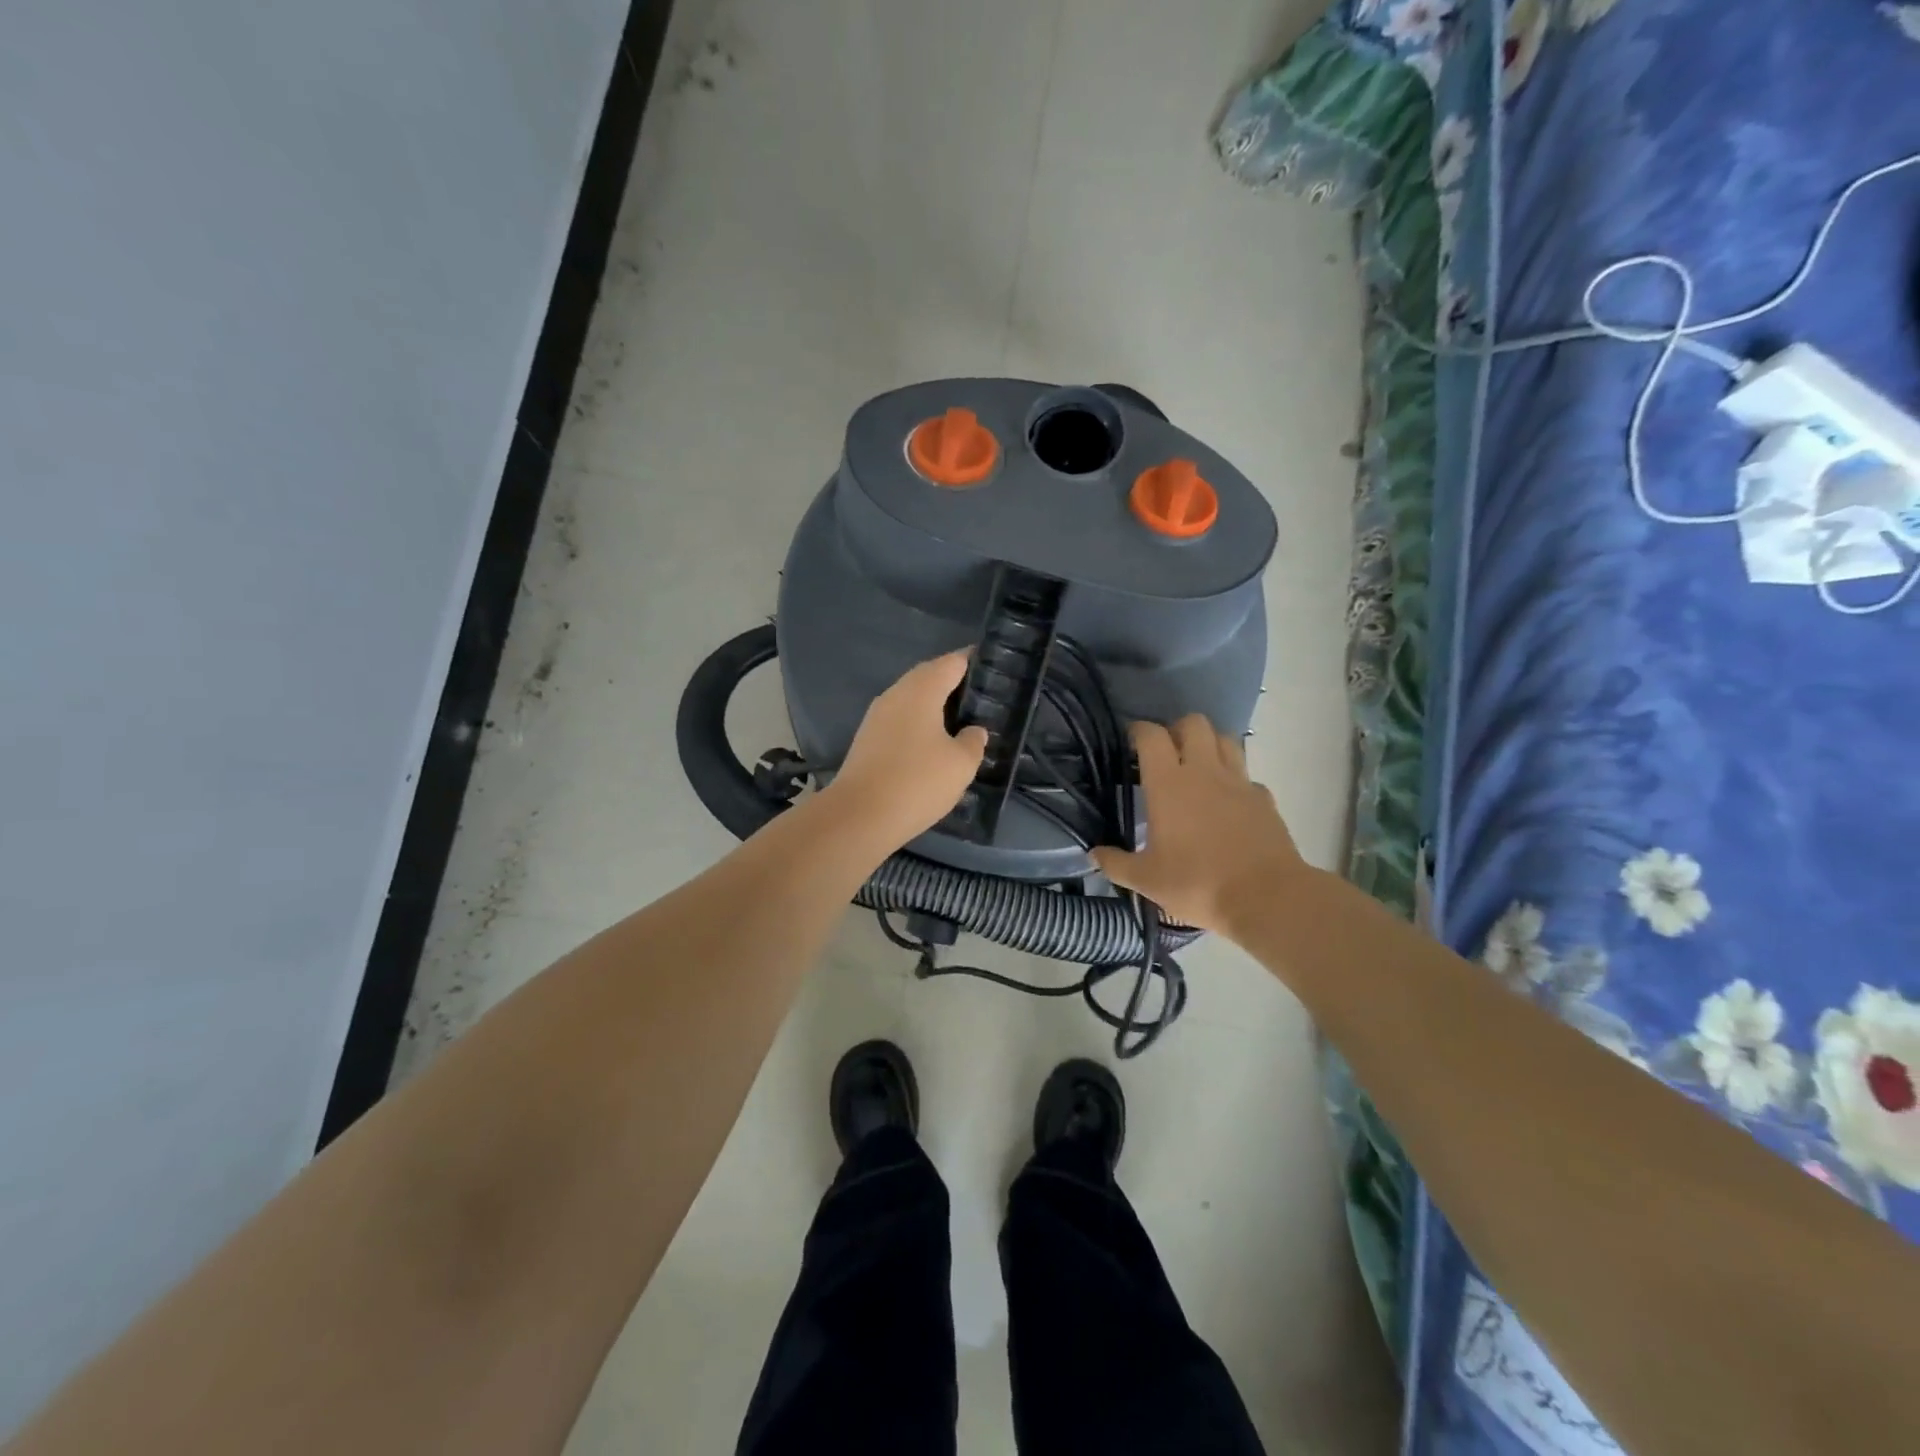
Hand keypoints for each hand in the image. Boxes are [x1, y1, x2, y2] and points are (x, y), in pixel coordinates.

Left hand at [822, 651, 988, 852]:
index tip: (994, 672)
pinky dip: (918, 725)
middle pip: (929, 676)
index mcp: (922, 689)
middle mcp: (896, 693)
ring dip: (934, 706)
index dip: (975, 663)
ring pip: (912, 699)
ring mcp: (877, 716)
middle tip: (981, 700)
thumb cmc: (917, 781)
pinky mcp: (867, 739)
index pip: (953, 662)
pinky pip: (900, 720)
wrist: (859, 816)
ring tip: (960, 723)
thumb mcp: (961, 764)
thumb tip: (973, 730)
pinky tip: (932, 745)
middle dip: (954, 684)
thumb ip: (973, 741)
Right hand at [1091, 715, 1309, 937]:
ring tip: (1198, 766)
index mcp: (1168, 784)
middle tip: (1167, 752)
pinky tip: (1228, 801)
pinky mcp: (1264, 799)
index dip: (1139, 731)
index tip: (1131, 742)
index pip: (1151, 736)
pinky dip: (1235, 780)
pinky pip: (1247, 776)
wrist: (1266, 898)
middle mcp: (1204, 772)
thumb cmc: (1197, 883)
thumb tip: (1093, 854)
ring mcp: (1239, 782)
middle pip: (1194, 723)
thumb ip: (1117, 864)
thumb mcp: (1147, 880)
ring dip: (1210, 744)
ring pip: (1226, 739)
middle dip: (1177, 729)